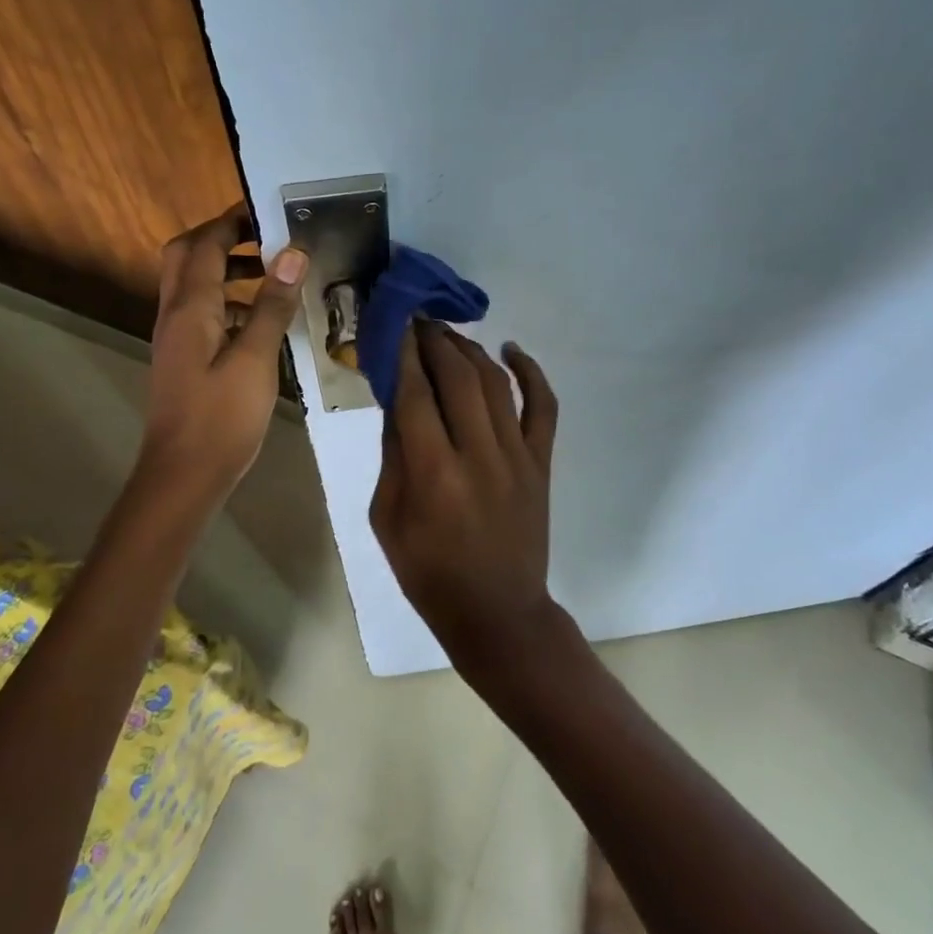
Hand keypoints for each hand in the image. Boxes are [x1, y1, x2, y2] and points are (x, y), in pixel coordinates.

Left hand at [139, 207, 306, 505]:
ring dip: (227, 269)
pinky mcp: (185, 357)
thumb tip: (292, 254)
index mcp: (190, 308)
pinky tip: (262, 320)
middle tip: (266, 238)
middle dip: (224, 239)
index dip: (233, 222)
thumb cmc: (221, 417)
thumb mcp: (256, 359)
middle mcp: (175, 313)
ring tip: (273, 274)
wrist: (184, 474)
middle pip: (187, 256)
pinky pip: (203, 312)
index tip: (269, 210)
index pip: (205, 245)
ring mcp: (177, 336)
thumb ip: (272, 305)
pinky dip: (229, 301)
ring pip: (194, 284)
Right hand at [369, 322, 560, 671]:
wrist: (497, 612)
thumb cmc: (429, 572)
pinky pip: (544, 406)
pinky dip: (531, 372)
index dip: (402, 353)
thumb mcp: (387, 519)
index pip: (415, 393)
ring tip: (448, 332)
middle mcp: (478, 454)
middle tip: (417, 321)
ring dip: (469, 349)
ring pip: (495, 382)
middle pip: (456, 377)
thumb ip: (393, 455)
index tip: (393, 324)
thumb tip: (397, 399)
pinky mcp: (542, 463)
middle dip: (434, 340)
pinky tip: (512, 349)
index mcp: (433, 473)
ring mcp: (517, 456)